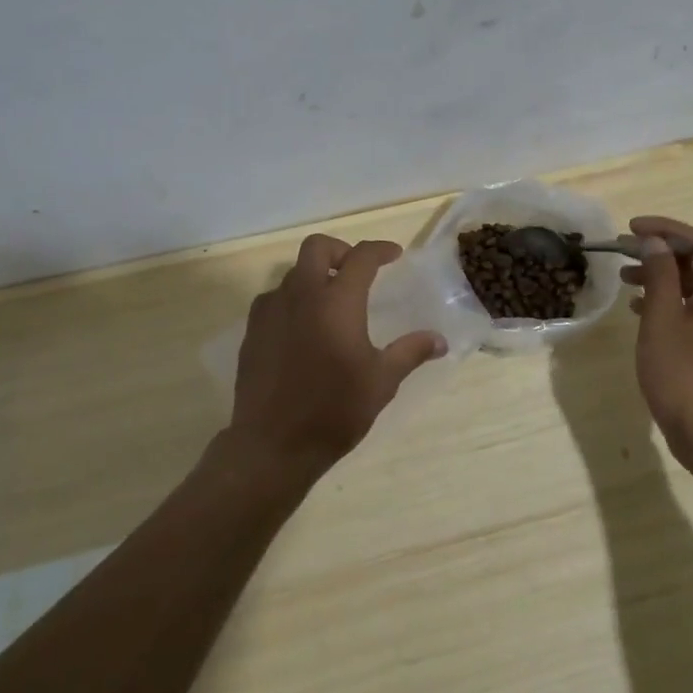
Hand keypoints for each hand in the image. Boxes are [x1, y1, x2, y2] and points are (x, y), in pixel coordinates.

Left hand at [227, 234, 446, 473]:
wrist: (273, 445)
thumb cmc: (334, 410)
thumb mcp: (381, 382)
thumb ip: (410, 352)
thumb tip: (440, 340)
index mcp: (337, 301)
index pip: (361, 257)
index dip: (380, 250)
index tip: (394, 255)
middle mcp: (301, 295)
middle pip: (317, 247)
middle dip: (340, 250)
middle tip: (356, 271)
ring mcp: (271, 310)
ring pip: (293, 272)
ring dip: (314, 276)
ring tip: (331, 303)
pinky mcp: (253, 331)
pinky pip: (274, 299)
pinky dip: (292, 300)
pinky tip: (303, 328)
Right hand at [621, 215, 692, 469]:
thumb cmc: (683, 375)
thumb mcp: (662, 320)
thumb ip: (660, 275)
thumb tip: (654, 242)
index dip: (664, 229)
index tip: (631, 228)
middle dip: (658, 250)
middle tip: (622, 250)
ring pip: (690, 284)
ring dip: (658, 274)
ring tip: (624, 276)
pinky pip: (690, 306)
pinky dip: (665, 298)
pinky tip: (637, 307)